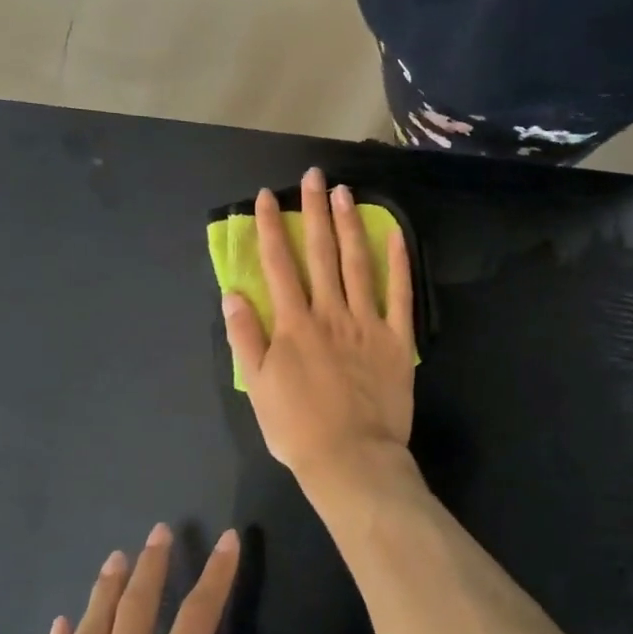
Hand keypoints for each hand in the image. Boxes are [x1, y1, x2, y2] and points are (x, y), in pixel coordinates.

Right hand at [222, 167, 416, 487]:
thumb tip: (232, 293)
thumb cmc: (298, 428)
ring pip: (357, 263)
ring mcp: (367, 322)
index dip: (272, 227)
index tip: (267, 196)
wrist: (352, 458)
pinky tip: (395, 233)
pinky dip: (398, 262)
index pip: (278, 265)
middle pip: (320, 253)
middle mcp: (330, 313)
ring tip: (345, 192)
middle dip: (314, 211)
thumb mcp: (258, 387)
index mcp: (294, 324)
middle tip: (314, 176)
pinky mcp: (396, 339)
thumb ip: (245, 337)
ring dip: (350, 225)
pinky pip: (400, 293)